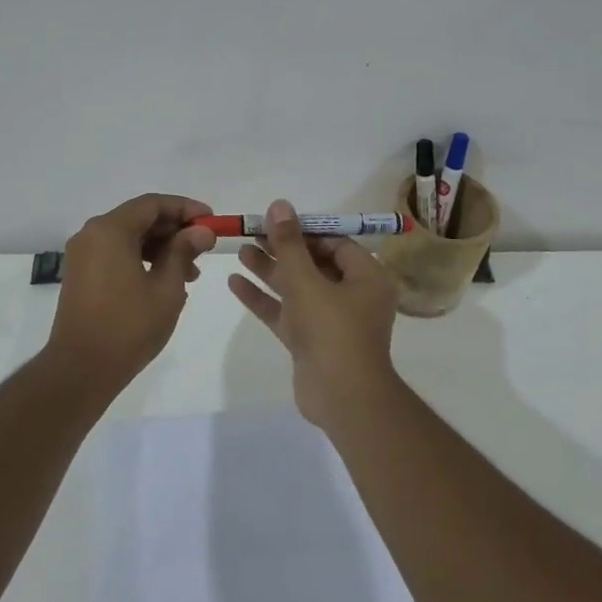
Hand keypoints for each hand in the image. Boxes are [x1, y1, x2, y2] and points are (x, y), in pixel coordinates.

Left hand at [47, 193, 214, 381]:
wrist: (81, 369)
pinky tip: (165, 281)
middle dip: (174, 230)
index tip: (212, 221)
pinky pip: (116, 254)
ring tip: (190, 272)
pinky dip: (142, 259)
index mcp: (110, 230)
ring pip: (128, 238)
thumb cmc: (129, 326)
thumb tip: (201, 231)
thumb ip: (184, 252)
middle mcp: (91, 235)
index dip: (185, 208)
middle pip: (139, 218)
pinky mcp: (81, 275)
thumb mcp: (167, 288)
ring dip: (160, 247)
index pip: (152, 204)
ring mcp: (83, 256)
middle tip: (204, 248)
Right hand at [227, 198, 400, 430]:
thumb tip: (279, 205)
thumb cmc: (332, 330)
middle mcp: (352, 296)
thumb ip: (289, 244)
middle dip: (283, 249)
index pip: (335, 244)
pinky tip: (235, 282)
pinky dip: (264, 298)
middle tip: (252, 232)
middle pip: (314, 264)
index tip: (275, 220)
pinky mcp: (311, 341)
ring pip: (297, 288)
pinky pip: (287, 312)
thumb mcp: (307, 281)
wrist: (341, 397)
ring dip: (270, 270)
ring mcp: (330, 321)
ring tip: (240, 250)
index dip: (305, 230)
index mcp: (366, 277)